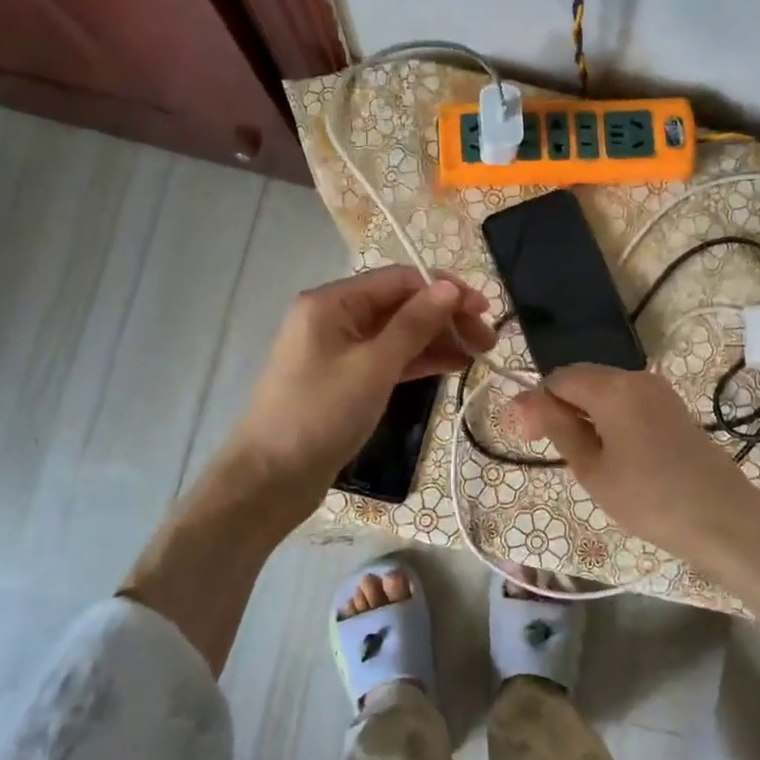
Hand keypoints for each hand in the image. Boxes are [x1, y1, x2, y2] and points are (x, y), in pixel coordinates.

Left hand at [229, 266, 495, 498]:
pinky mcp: (346, 379)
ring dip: (438, 340)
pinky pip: (389, 359)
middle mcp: (334, 317)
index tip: (484, 309)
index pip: (399, 280)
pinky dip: (419, 360)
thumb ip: (415, 323)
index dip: (444, 290)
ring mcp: (340, 350)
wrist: (272, 479)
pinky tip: (454, 365)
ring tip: (479, 354)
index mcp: (332, 302)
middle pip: (400, 306)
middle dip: (445, 318)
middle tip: (488, 340)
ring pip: (398, 334)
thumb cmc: (321, 414)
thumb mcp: (374, 365)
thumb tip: (450, 288)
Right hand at [507, 364, 759, 555]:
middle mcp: (636, 377)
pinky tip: (613, 452)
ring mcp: (659, 391)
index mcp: (612, 387)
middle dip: (561, 406)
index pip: (559, 379)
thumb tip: (525, 402)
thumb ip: (558, 428)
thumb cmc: (649, 498)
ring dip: (585, 413)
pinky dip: (610, 418)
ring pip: (606, 390)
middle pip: (583, 379)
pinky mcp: (674, 407)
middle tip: (551, 449)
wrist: (723, 519)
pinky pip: (629, 401)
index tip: (529, 438)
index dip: (537, 403)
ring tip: (583, 456)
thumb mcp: (593, 468)